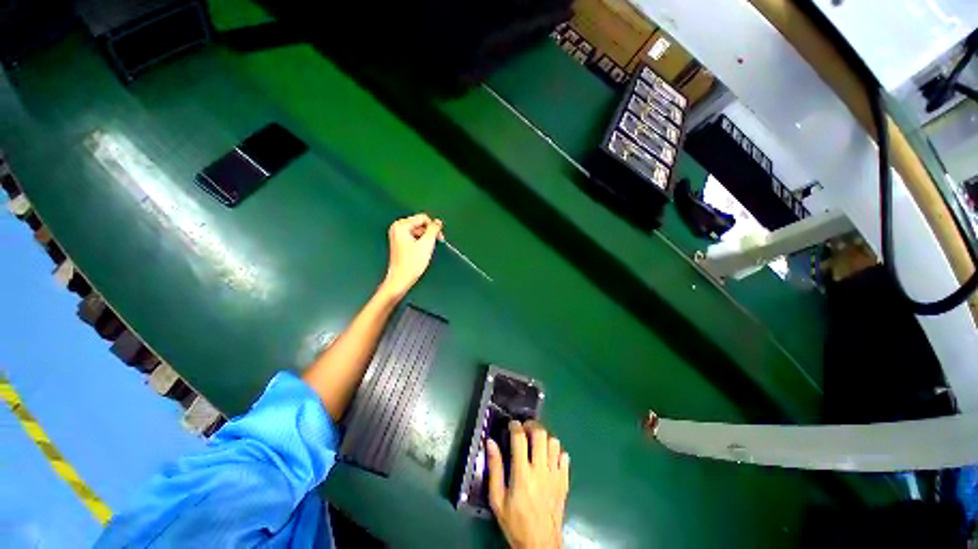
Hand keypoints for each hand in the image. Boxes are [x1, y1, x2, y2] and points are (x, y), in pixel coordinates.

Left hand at [381, 213, 442, 298]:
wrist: (401, 279)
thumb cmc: (410, 264)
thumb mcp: (427, 244)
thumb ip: (434, 229)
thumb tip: (437, 222)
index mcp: (401, 226)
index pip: (423, 218)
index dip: (433, 227)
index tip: (438, 237)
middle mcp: (397, 229)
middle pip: (420, 224)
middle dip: (429, 233)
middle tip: (434, 243)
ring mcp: (398, 236)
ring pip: (418, 231)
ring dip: (426, 238)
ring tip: (426, 250)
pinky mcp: (400, 244)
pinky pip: (414, 237)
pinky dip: (421, 243)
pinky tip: (421, 252)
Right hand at [487, 421, 569, 548]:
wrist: (540, 545)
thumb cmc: (515, 522)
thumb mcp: (497, 500)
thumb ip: (494, 469)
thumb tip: (490, 443)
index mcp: (522, 474)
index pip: (520, 438)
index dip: (515, 426)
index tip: (512, 424)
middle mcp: (541, 470)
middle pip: (540, 434)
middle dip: (531, 425)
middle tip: (525, 428)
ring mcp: (555, 475)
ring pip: (554, 442)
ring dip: (545, 437)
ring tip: (537, 442)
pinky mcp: (565, 482)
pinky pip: (565, 457)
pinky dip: (557, 451)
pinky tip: (550, 457)